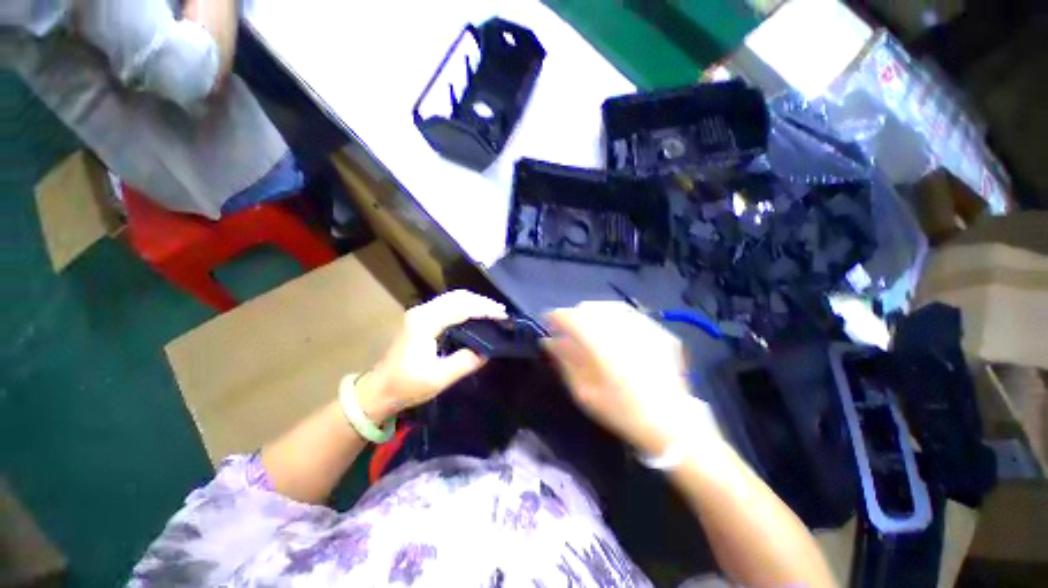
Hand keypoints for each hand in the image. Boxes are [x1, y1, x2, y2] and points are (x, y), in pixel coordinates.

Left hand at [357, 290, 506, 420]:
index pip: (461, 308)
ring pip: (453, 298)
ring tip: (493, 311)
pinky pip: (448, 304)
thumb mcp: (438, 378)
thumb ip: (464, 362)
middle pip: (457, 297)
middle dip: (482, 301)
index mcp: (425, 323)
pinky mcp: (421, 317)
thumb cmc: (407, 386)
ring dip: (474, 302)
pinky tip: (475, 313)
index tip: (502, 315)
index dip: (484, 309)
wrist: (379, 389)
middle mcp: (422, 311)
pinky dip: (465, 305)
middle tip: (501, 311)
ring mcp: (420, 312)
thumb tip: (487, 351)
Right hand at [544, 302, 718, 455]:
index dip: (556, 316)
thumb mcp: (585, 392)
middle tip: (569, 331)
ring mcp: (646, 327)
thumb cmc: (622, 412)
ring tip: (590, 329)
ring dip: (594, 314)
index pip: (571, 317)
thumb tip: (549, 341)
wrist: (674, 424)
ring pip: (610, 307)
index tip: (547, 323)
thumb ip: (565, 361)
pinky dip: (615, 318)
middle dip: (574, 315)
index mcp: (602, 345)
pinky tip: (614, 332)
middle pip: (590, 308)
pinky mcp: (660, 331)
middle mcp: (624, 329)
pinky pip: (630, 315)